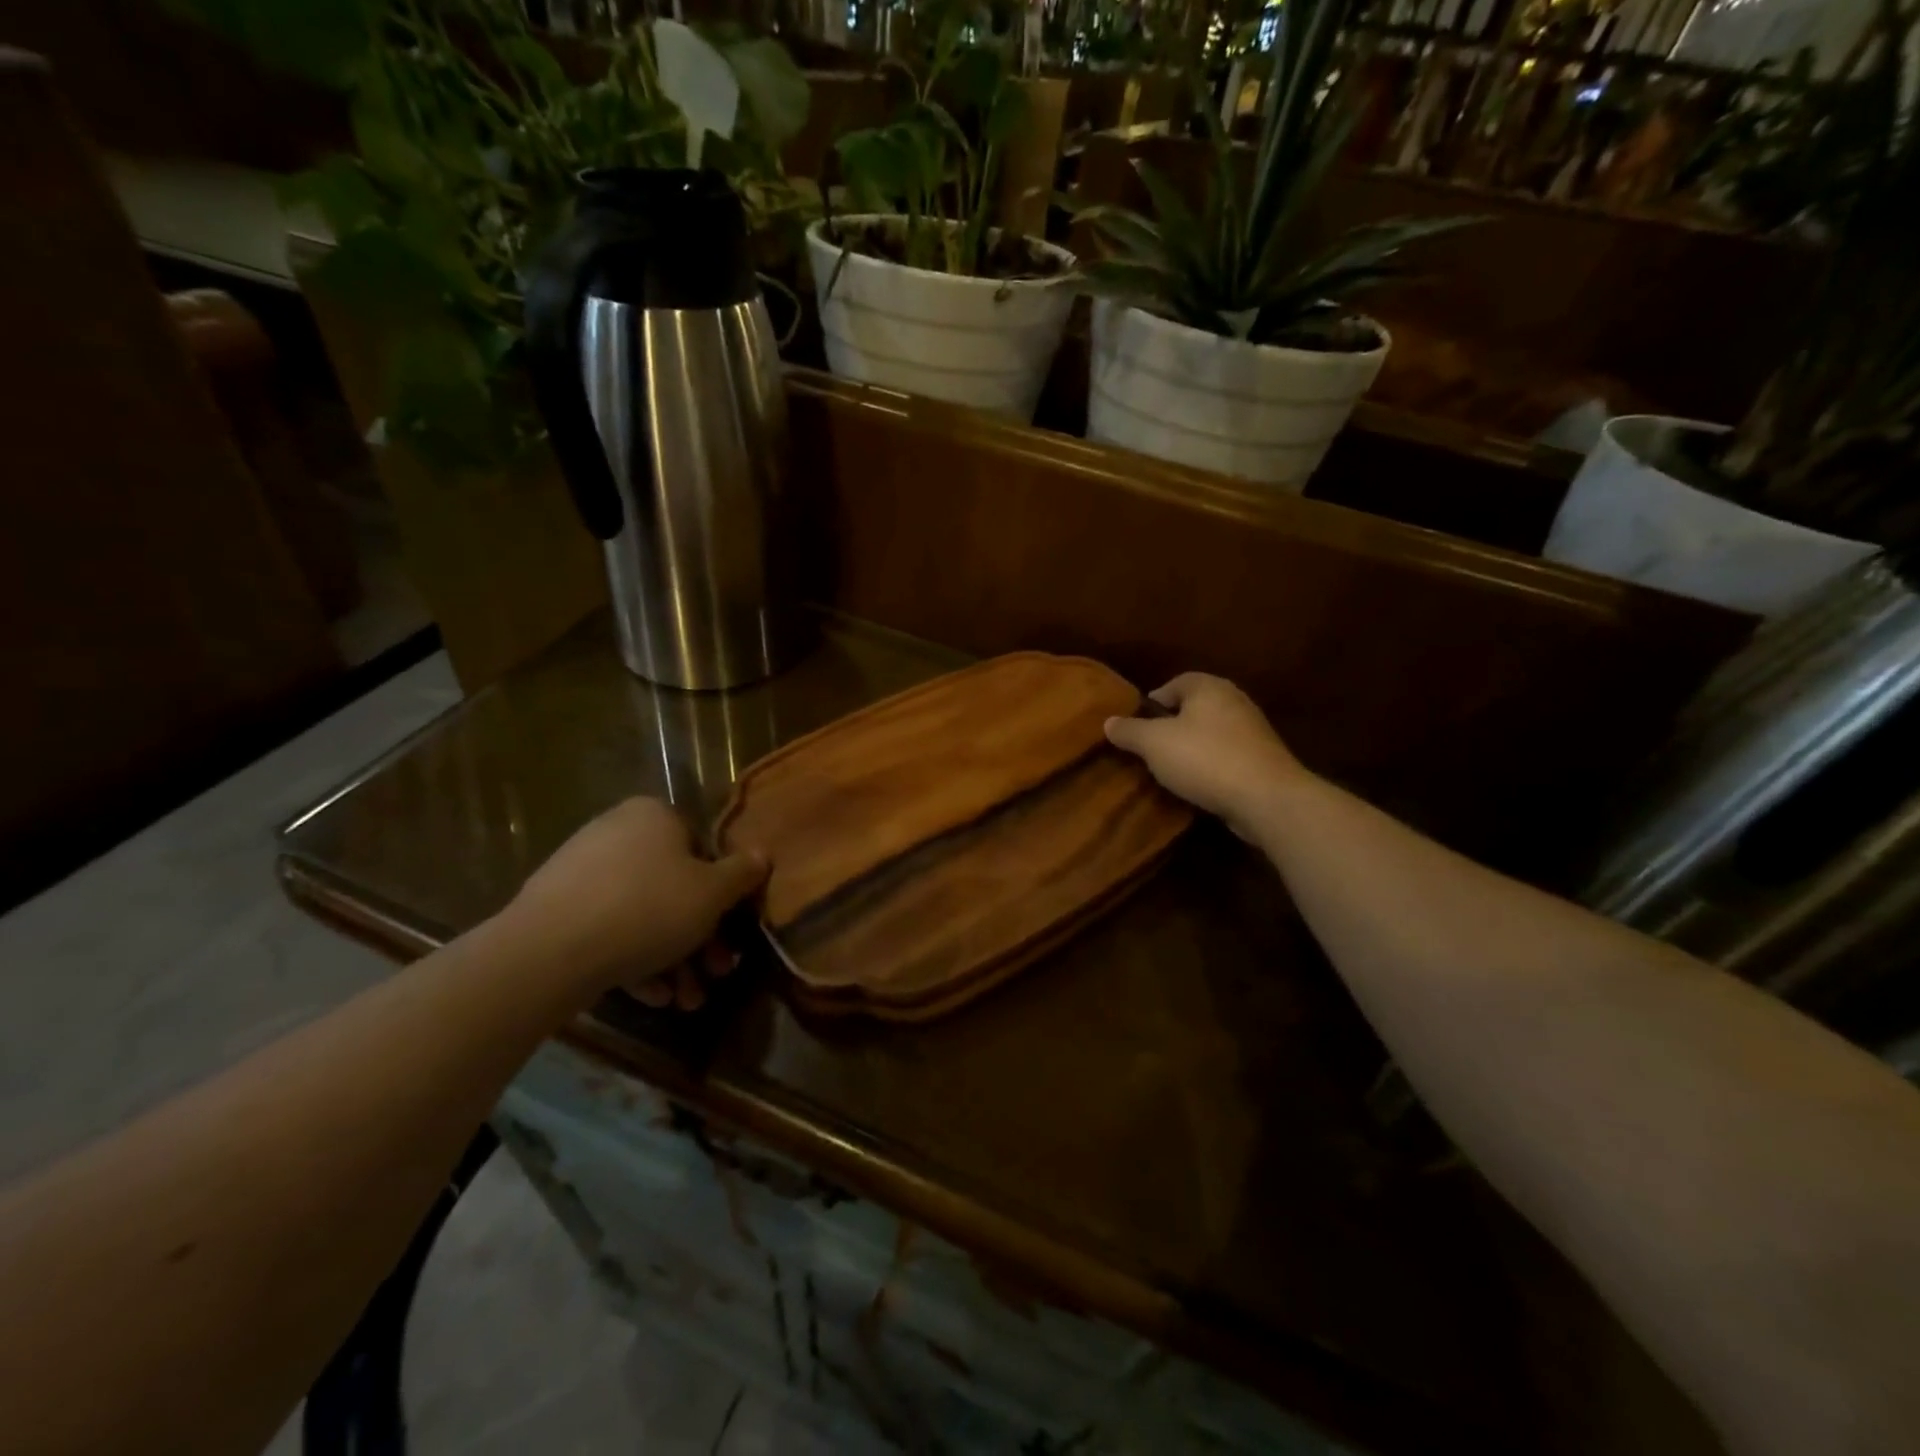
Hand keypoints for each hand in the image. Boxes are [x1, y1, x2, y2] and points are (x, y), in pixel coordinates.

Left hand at [508, 798, 766, 1005]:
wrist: (548, 952)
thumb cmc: (648, 909)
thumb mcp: (712, 893)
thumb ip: (743, 873)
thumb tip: (763, 854)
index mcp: (654, 816)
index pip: (703, 850)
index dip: (724, 896)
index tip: (733, 934)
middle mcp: (617, 833)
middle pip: (674, 888)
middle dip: (700, 939)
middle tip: (715, 974)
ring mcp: (582, 871)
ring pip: (643, 915)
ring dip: (673, 959)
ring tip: (686, 1001)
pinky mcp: (556, 910)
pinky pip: (609, 931)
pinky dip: (635, 960)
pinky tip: (653, 996)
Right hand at [1104, 674, 1305, 843]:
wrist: (1266, 797)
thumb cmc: (1204, 758)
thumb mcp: (1154, 743)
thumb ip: (1129, 731)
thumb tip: (1108, 721)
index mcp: (1208, 686)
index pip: (1174, 683)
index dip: (1152, 703)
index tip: (1136, 727)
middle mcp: (1233, 700)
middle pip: (1193, 708)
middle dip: (1171, 727)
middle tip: (1149, 750)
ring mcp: (1252, 730)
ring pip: (1210, 733)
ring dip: (1191, 749)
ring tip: (1169, 770)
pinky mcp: (1262, 759)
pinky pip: (1226, 756)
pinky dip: (1210, 766)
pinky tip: (1198, 785)